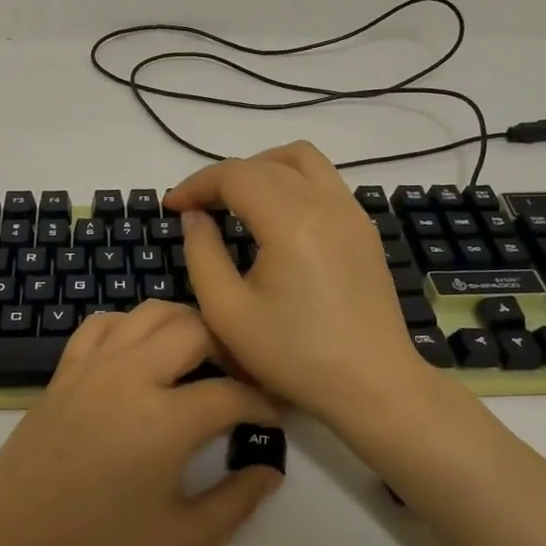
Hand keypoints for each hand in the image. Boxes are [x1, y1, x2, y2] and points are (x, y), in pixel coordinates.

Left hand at [0, 301, 283, 545]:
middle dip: (229, 348)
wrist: (10, 541)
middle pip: (196, 328)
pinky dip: (133, 325)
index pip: (232, 393)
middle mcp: (132, 374)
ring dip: (184, 326)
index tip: (272, 418)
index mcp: (165, 419)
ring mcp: (94, 364)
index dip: (263, 404)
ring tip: (198, 359)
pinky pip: (105, 322)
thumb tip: (269, 469)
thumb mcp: (181, 543)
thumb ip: (236, 503)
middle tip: (239, 380)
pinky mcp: (66, 367)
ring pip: (151, 312)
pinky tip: (141, 353)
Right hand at [166, 141, 432, 426]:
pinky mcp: (363, 228)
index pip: (235, 175)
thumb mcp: (228, 312)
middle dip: (224, 177)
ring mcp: (351, 212)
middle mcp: (325, 203)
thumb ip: (202, 254)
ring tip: (237, 201)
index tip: (172, 206)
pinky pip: (324, 181)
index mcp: (291, 221)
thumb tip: (195, 216)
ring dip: (262, 169)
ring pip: (302, 160)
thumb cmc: (294, 356)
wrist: (373, 385)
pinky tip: (276, 219)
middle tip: (197, 208)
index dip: (197, 184)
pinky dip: (292, 182)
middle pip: (266, 163)